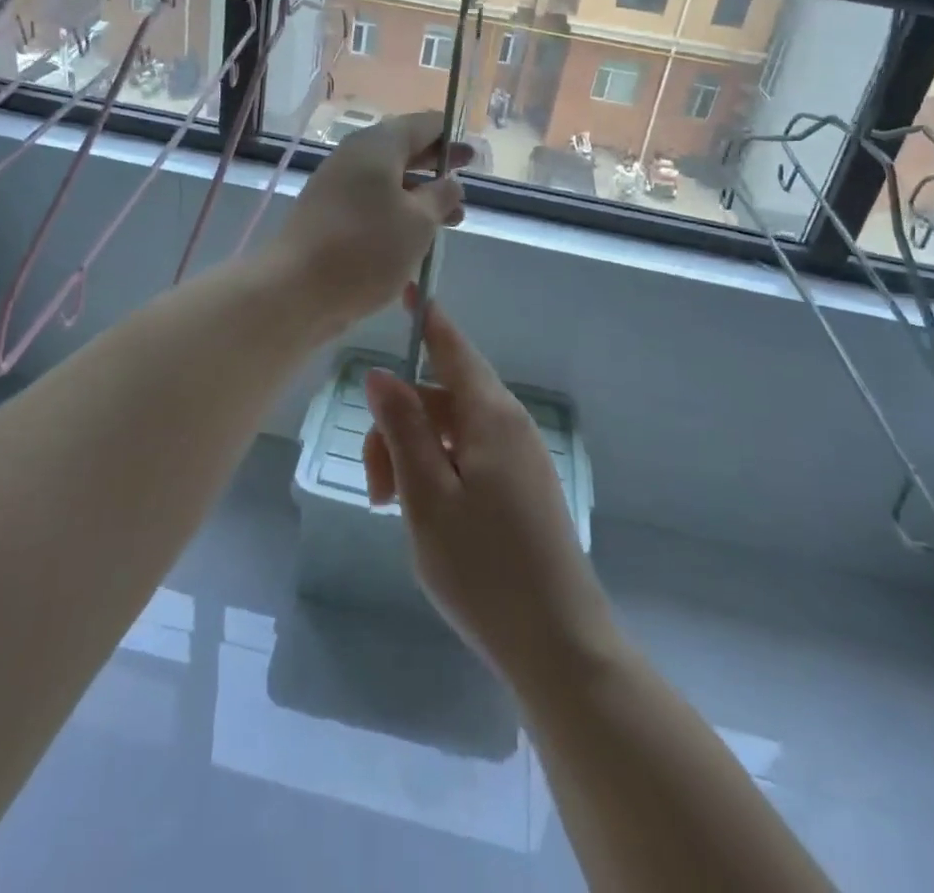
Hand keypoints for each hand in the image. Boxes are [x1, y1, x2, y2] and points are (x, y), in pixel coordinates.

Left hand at [270, 111, 467, 332]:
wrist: (296, 288)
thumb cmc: (366, 248)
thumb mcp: (418, 221)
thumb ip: (441, 196)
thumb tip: (449, 183)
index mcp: (377, 146)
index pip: (422, 124)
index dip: (450, 135)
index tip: (472, 151)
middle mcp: (354, 158)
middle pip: (403, 150)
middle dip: (437, 164)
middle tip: (468, 176)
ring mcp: (337, 187)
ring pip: (388, 181)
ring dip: (420, 194)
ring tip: (453, 218)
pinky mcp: (328, 216)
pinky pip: (371, 203)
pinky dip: (398, 212)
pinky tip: (416, 237)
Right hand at [362, 289, 618, 691]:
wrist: (558, 643)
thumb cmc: (484, 569)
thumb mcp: (427, 496)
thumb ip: (403, 429)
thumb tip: (381, 374)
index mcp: (490, 416)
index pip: (453, 348)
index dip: (427, 318)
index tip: (405, 290)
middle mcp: (509, 426)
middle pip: (441, 398)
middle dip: (399, 425)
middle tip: (376, 488)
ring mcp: (518, 458)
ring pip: (451, 432)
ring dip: (414, 455)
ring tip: (394, 509)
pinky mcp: (521, 488)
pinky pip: (469, 457)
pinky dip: (437, 471)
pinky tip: (424, 515)